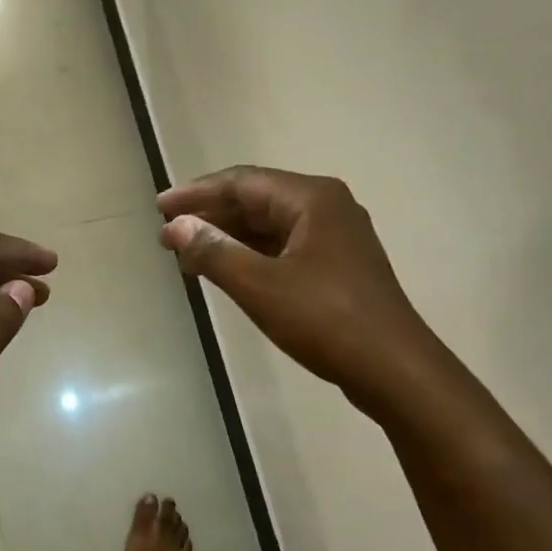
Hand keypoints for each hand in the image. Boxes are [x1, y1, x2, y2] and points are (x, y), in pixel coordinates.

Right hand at [158, 166, 441, 415]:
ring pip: (269, 226)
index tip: (159, 208)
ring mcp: (335, 237)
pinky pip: (282, 248)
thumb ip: (214, 251)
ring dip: (228, 237)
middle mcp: (326, 208)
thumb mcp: (260, 285)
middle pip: (256, 200)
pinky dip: (250, 255)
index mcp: (312, 199)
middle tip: (167, 234)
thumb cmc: (324, 319)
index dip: (196, 194)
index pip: (241, 182)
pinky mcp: (336, 266)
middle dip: (210, 216)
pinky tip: (225, 271)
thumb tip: (175, 227)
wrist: (392, 368)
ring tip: (187, 255)